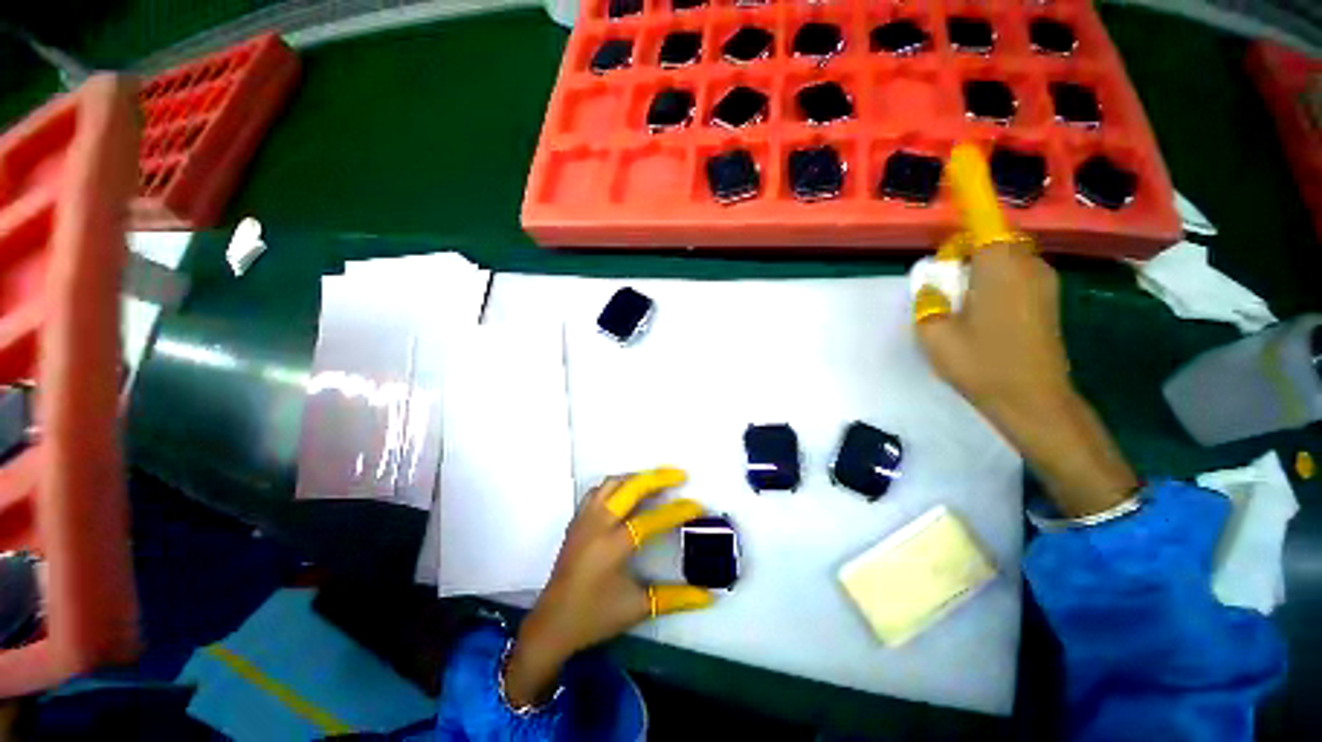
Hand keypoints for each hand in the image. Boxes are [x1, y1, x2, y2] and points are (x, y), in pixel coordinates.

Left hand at [503, 468, 711, 706]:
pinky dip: (617, 484)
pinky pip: (598, 490)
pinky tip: (627, 492)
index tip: (697, 505)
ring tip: (656, 480)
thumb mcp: (637, 607)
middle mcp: (598, 525)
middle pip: (630, 487)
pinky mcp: (577, 519)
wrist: (551, 623)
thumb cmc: (595, 616)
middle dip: (658, 477)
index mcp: (613, 546)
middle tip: (680, 475)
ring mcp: (585, 518)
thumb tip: (709, 597)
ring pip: (612, 483)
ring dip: (637, 477)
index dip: (677, 511)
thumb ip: (675, 598)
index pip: (651, 520)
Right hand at [915, 144, 1137, 517]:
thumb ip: (929, 299)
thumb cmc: (981, 365)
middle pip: (991, 238)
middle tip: (941, 283)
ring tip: (958, 305)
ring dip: (977, 267)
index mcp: (998, 266)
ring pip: (1002, 257)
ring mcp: (1043, 280)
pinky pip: (1014, 273)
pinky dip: (992, 280)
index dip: (971, 189)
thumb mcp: (934, 333)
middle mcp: (1027, 264)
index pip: (983, 218)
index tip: (962, 158)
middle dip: (964, 249)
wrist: (1034, 400)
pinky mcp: (1047, 297)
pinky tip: (979, 315)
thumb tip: (935, 281)